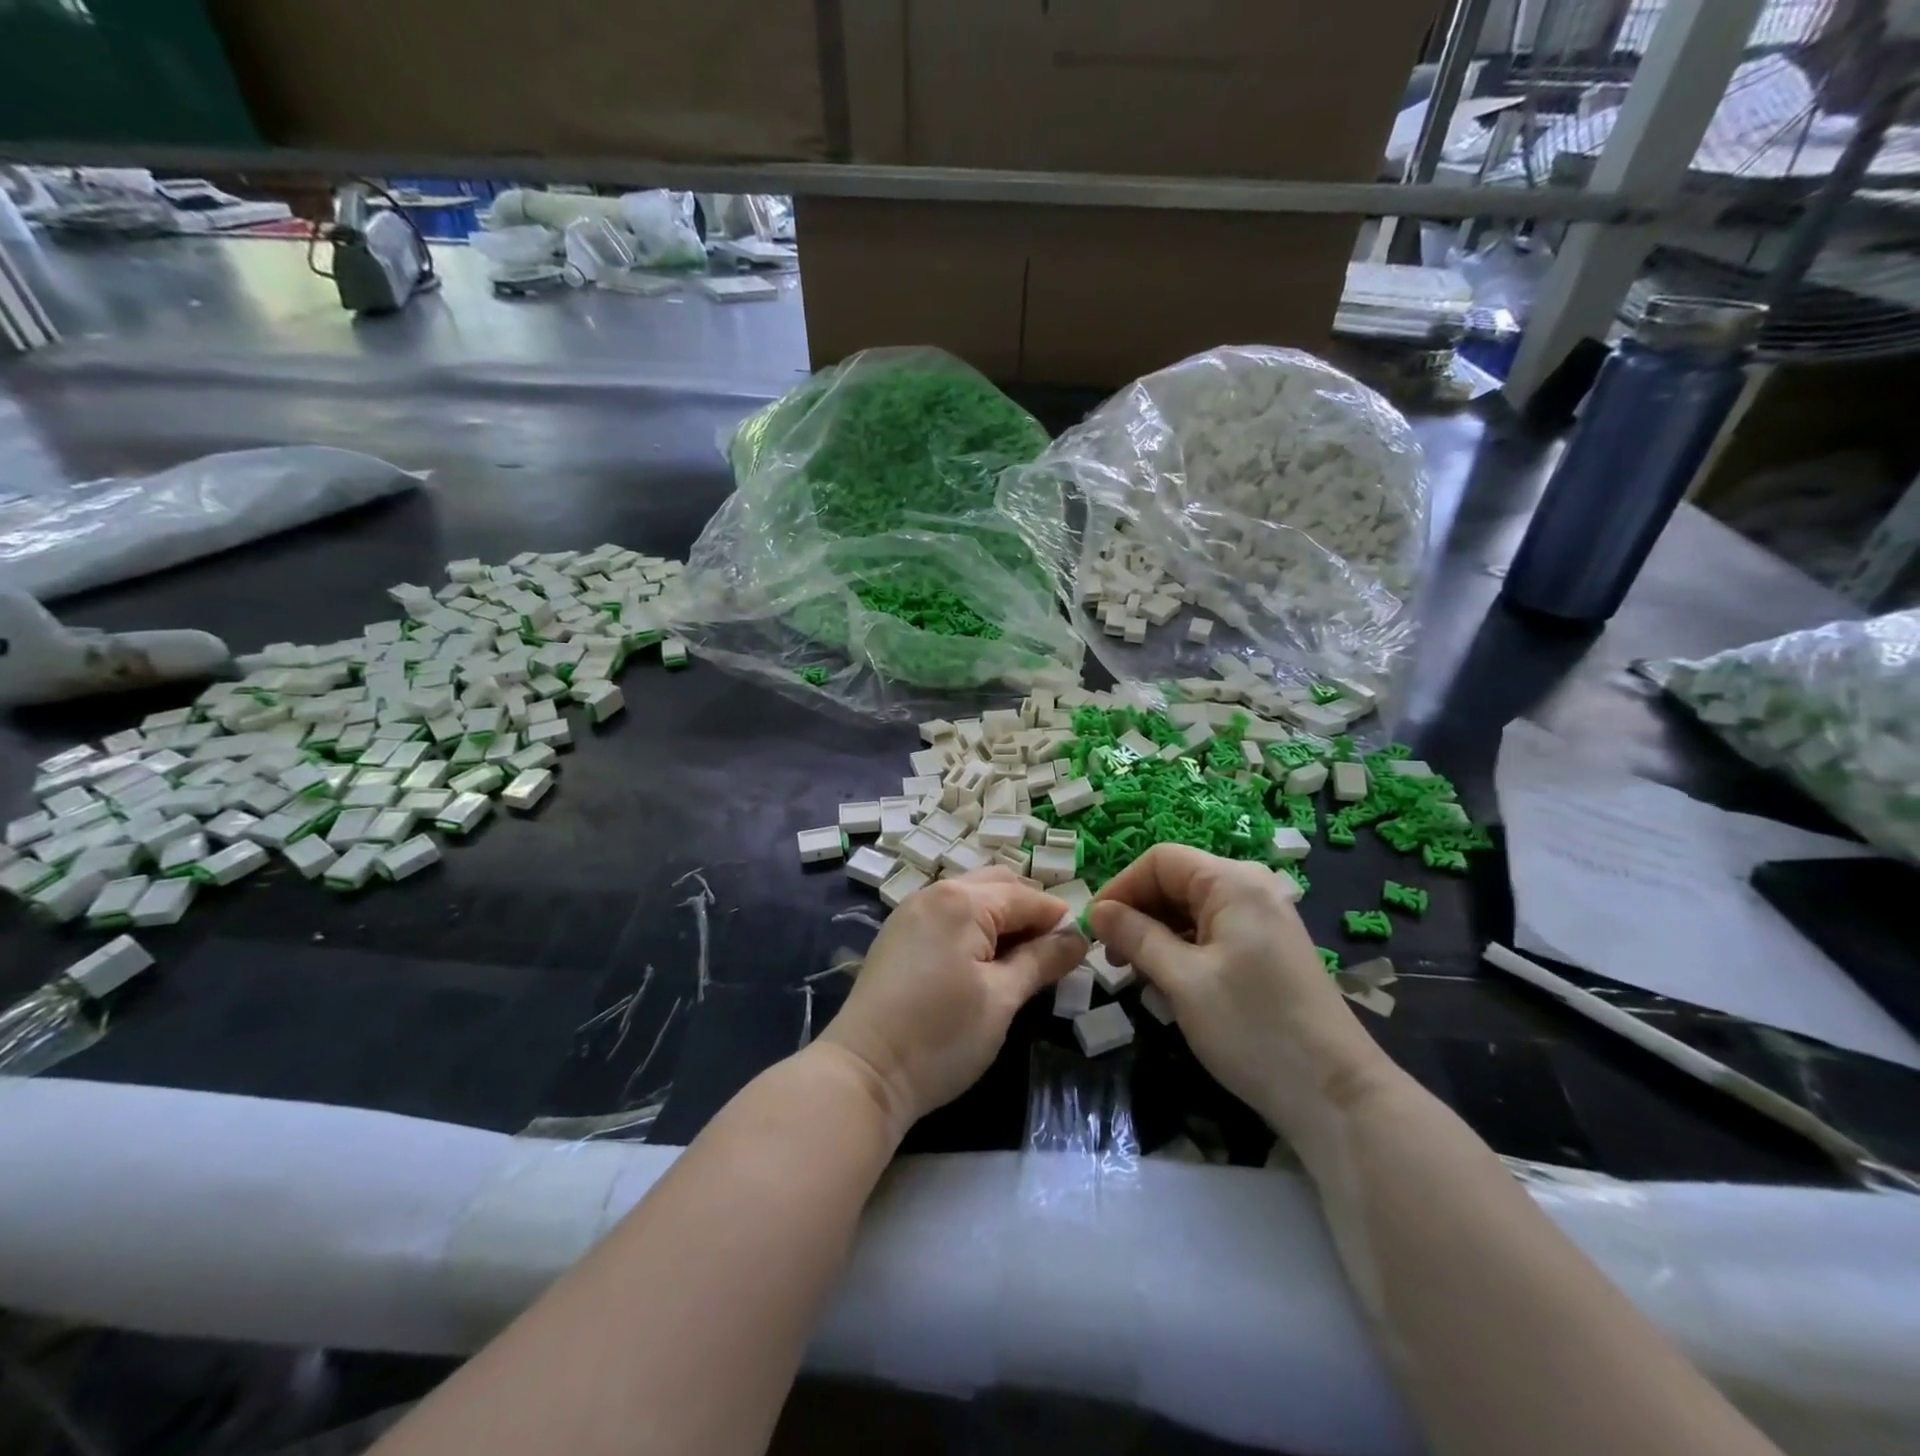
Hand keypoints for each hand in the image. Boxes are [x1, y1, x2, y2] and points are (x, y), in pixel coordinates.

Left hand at [818, 868, 1086, 1134]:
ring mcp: (911, 911)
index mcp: (962, 901)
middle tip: (1050, 956)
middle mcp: (935, 892)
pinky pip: (948, 914)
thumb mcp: (1002, 1000)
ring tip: (1020, 962)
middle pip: (998, 886)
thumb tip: (1078, 937)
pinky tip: (982, 962)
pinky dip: (973, 927)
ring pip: (971, 898)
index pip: (1026, 896)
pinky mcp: (898, 933)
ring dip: (1001, 919)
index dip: (1059, 919)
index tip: (1083, 949)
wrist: (864, 1074)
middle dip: (1029, 913)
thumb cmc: (940, 1037)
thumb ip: (1042, 961)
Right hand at [1089, 845, 1390, 1145]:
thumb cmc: (1252, 1028)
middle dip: (1137, 913)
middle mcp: (1250, 889)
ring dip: (1156, 934)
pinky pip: (1211, 932)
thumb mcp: (1183, 980)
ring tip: (1136, 974)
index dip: (1121, 887)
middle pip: (1176, 881)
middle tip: (1111, 958)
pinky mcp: (1266, 949)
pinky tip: (1170, 983)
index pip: (1160, 860)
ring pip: (1190, 909)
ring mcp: (1262, 919)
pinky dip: (1182, 949)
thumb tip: (1097, 911)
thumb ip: (1136, 936)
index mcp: (1233, 882)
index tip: (1094, 929)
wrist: (1335, 1094)